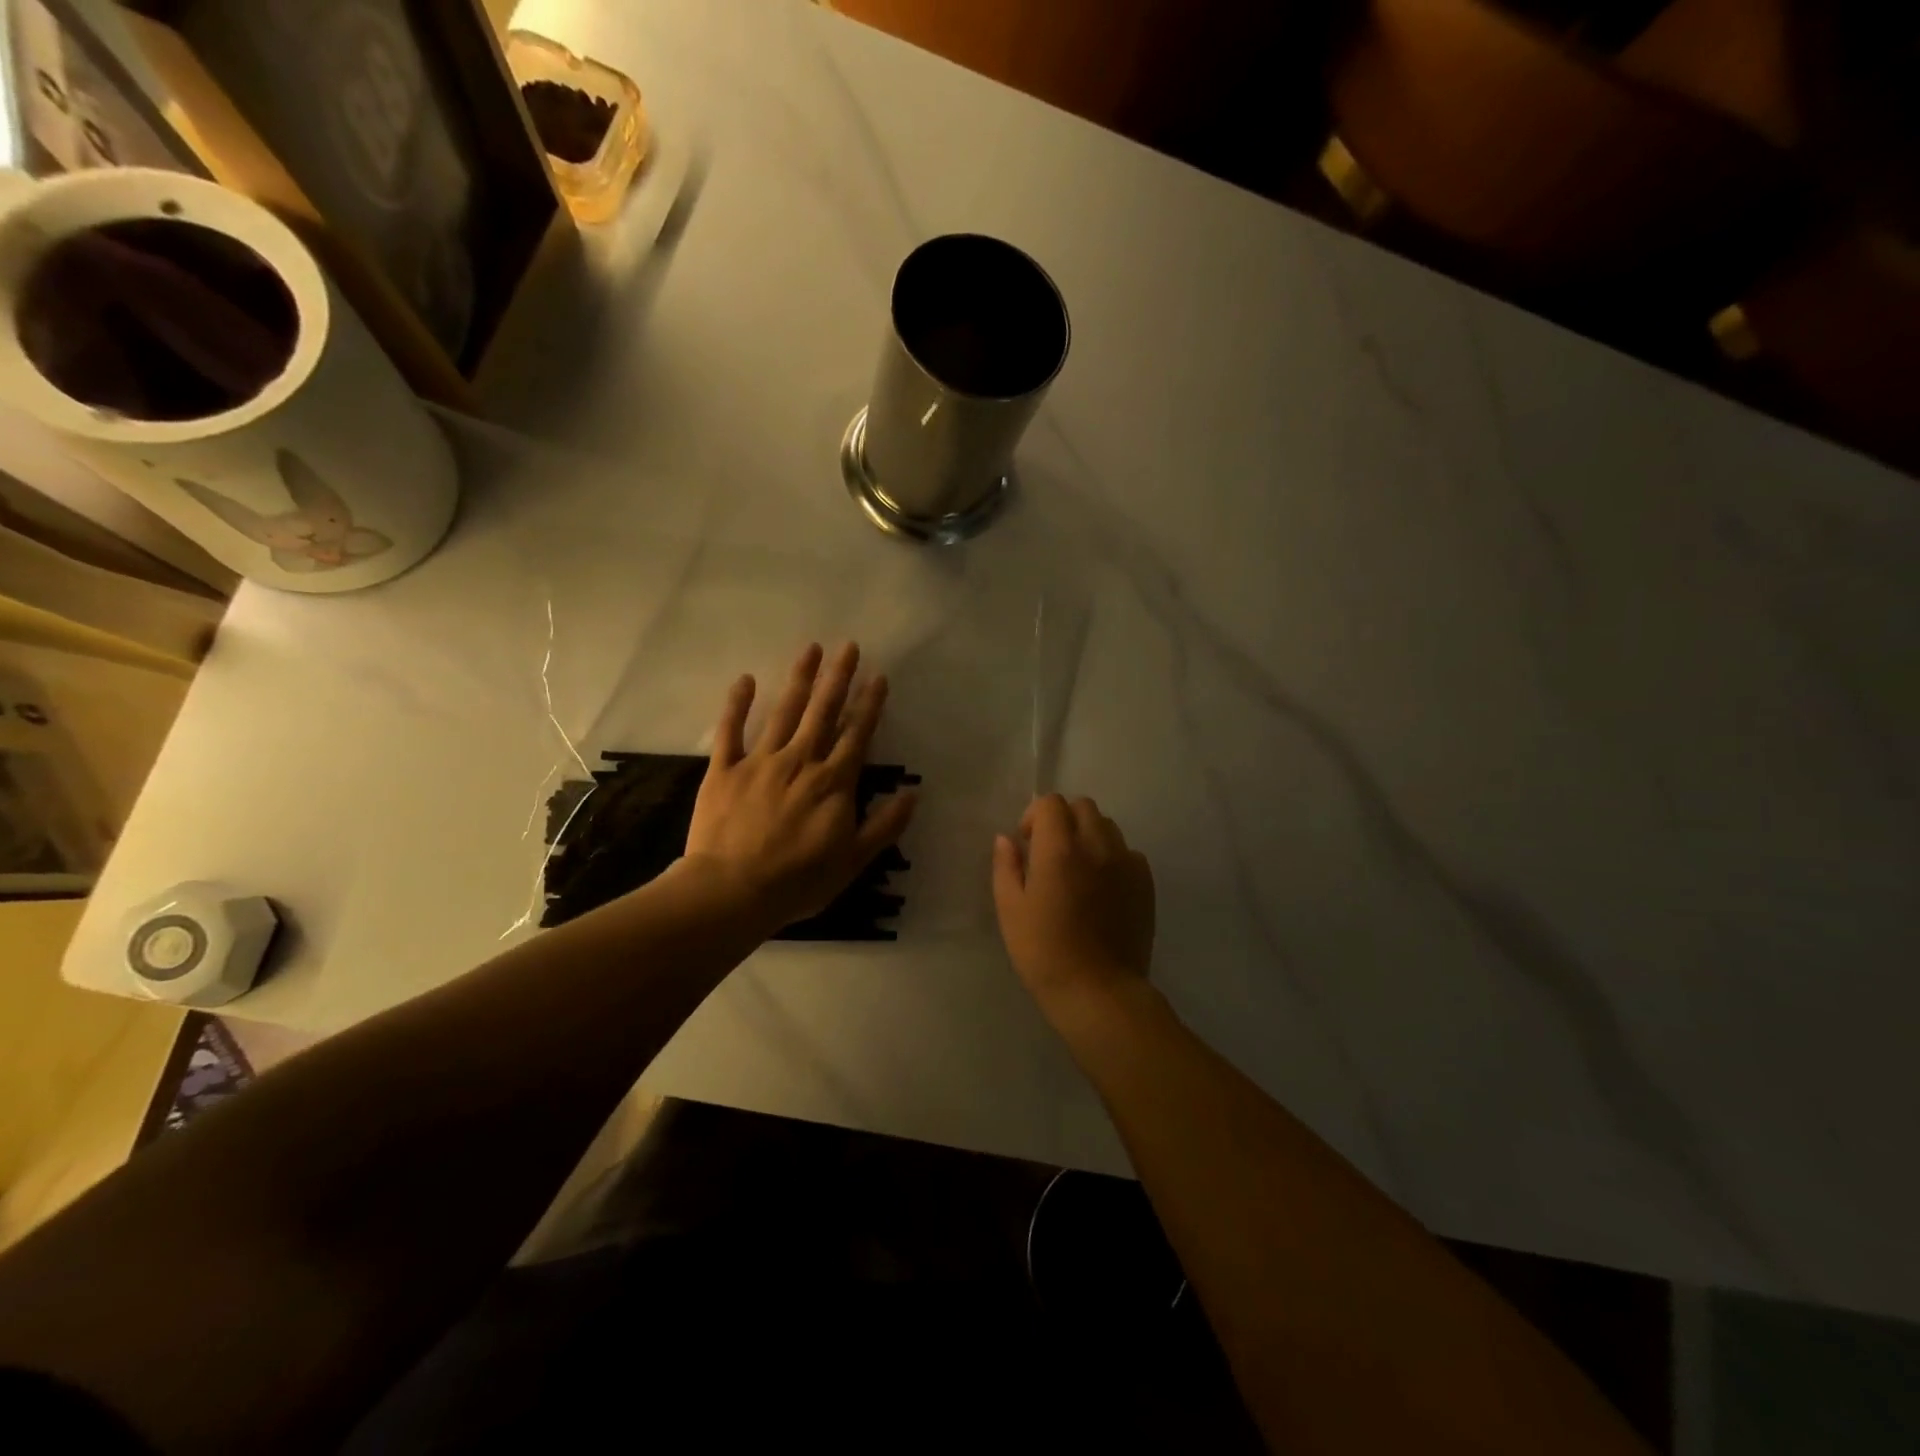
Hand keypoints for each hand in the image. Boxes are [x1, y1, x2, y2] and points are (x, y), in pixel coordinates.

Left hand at [685, 642, 916, 930]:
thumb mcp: (854, 861)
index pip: (857, 735)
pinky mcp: (725, 770)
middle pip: (823, 712)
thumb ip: (885, 825)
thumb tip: (913, 793)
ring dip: (799, 679)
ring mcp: (760, 762)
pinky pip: (730, 730)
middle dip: (838, 678)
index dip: (869, 705)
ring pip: (784, 712)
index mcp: (833, 782)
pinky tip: (745, 679)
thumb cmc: (798, 881)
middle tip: (848, 646)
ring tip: (811, 650)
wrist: (732, 891)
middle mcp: (800, 761)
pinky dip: (737, 704)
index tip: (878, 676)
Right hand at [993, 795, 1154, 1015]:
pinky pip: (1128, 852)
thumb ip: (1006, 867)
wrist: (1099, 991)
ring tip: (1077, 869)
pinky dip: (1112, 857)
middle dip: (1063, 819)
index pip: (1051, 803)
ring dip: (1088, 835)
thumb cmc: (1044, 953)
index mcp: (1059, 849)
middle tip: (1049, 852)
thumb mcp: (1010, 910)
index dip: (1034, 815)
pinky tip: (1101, 887)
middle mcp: (1097, 845)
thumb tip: (1006, 839)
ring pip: (1107, 826)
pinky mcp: (1145, 883)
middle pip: (1082, 806)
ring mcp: (1126, 863)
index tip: (1027, 843)